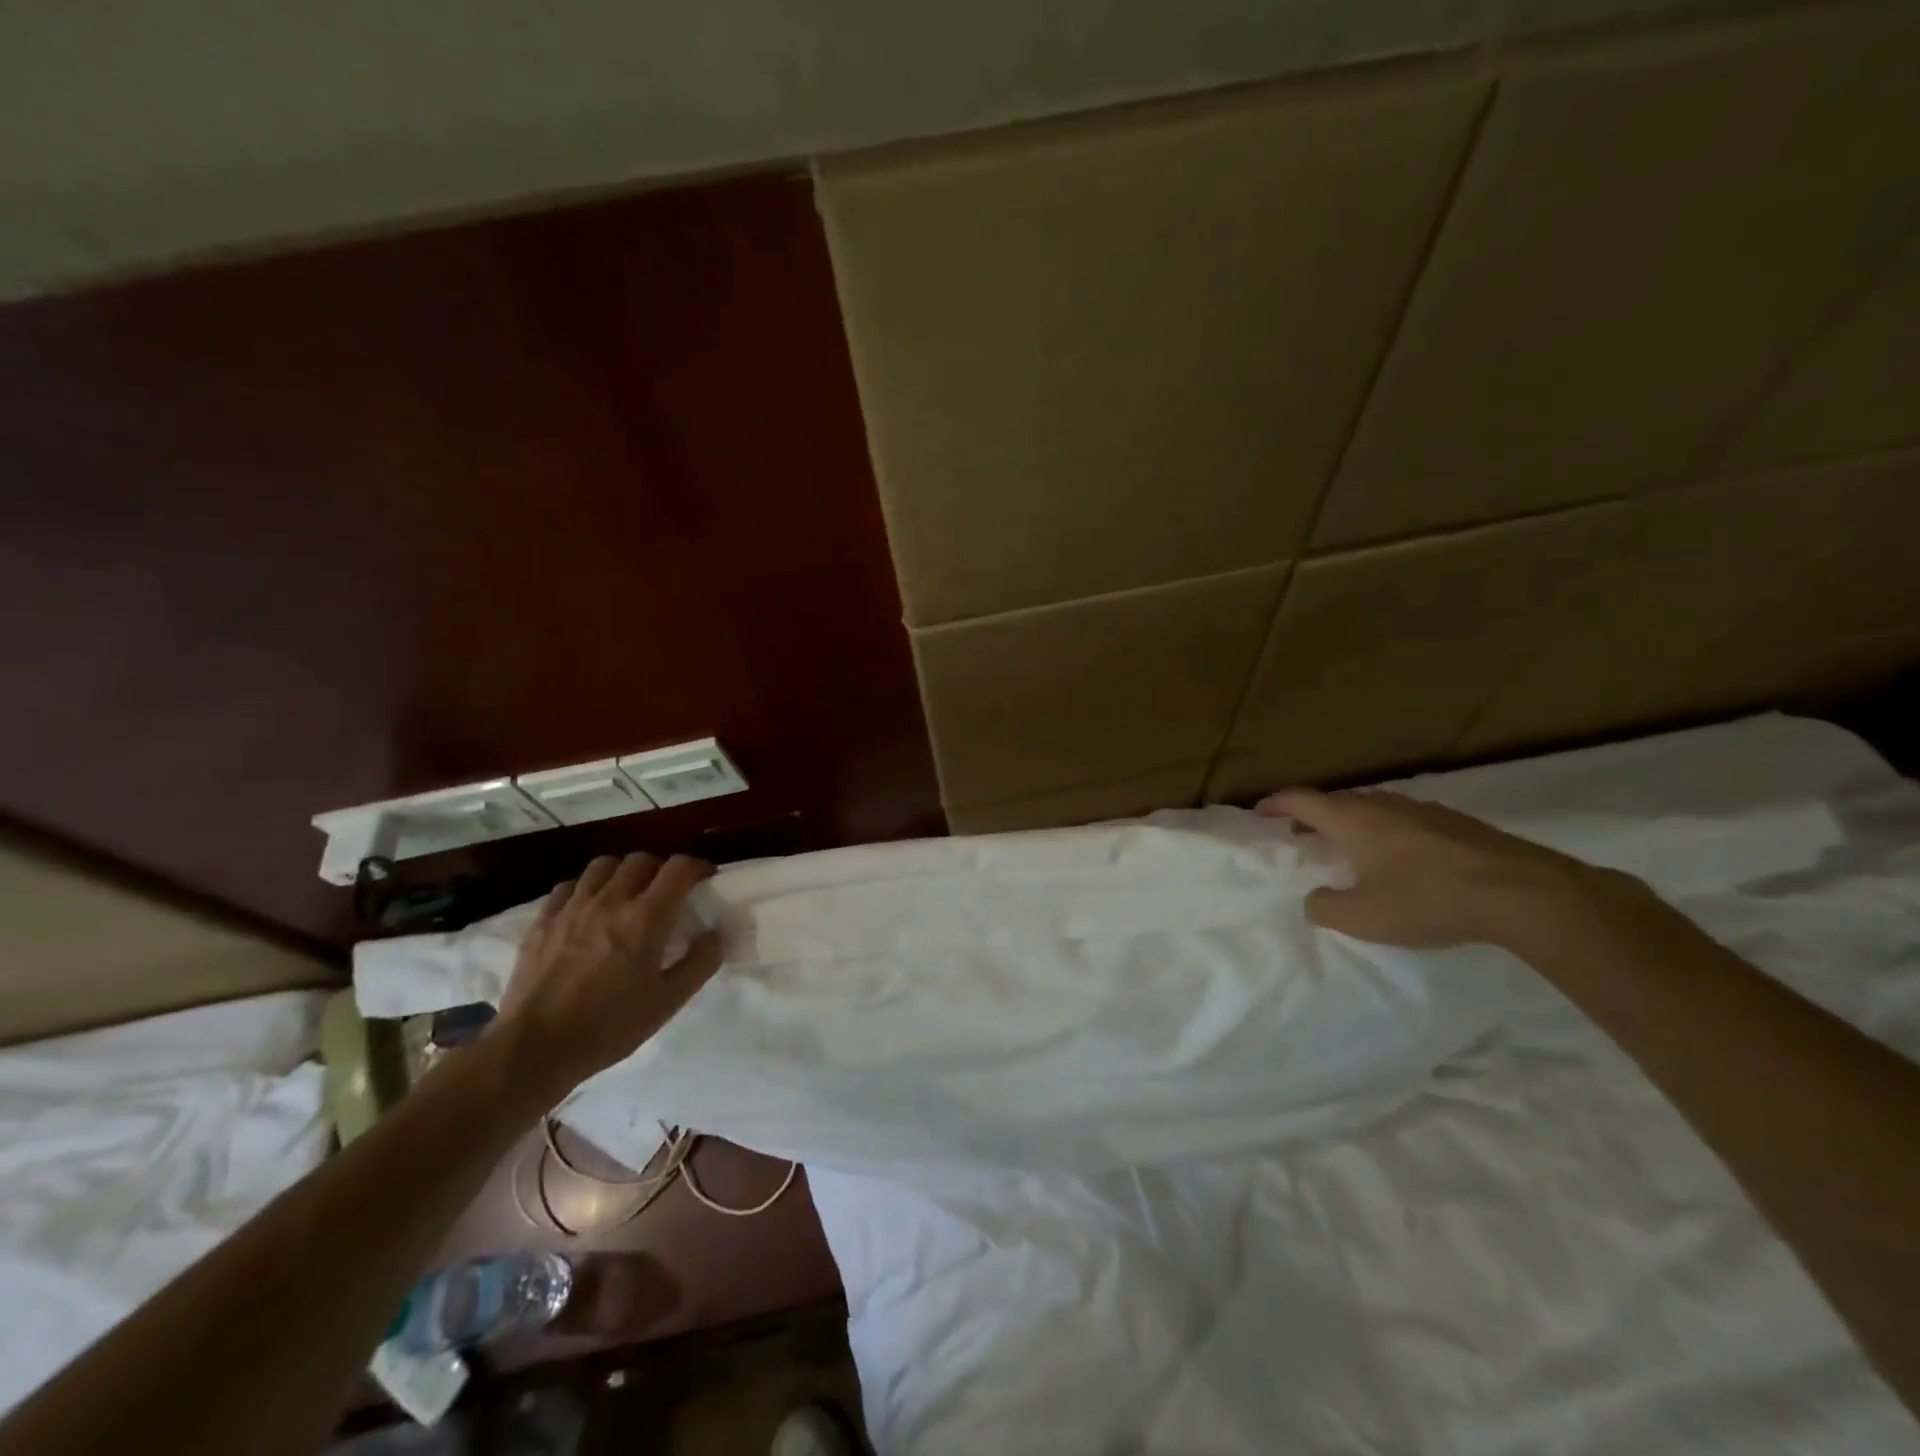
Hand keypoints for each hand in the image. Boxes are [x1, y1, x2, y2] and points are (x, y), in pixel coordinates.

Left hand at [489, 852, 722, 1102]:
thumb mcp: (668, 1002)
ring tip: (626, 894)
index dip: (697, 866)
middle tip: (666, 892)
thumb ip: (699, 963)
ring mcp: (572, 907)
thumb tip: (714, 934)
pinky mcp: (542, 921)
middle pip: (641, 860)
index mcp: (646, 918)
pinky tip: (587, 909)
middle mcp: (610, 901)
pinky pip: (569, 886)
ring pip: (603, 865)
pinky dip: (585, 889)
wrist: (534, 1049)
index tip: (704, 879)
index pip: (679, 868)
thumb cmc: (609, 1027)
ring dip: (622, 873)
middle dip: (660, 869)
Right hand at [1256, 787, 1630, 949]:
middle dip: (1312, 815)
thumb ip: (1326, 907)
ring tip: (1345, 846)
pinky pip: (1402, 819)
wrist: (1521, 892)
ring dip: (1349, 822)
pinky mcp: (1454, 824)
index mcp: (1353, 821)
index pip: (1302, 800)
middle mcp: (1383, 806)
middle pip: (1337, 801)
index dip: (1277, 804)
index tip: (1260, 813)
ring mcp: (1422, 811)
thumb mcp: (1364, 917)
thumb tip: (1316, 898)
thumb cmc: (1428, 900)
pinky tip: (1397, 857)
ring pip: (1372, 808)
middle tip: (1300, 835)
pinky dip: (1383, 830)